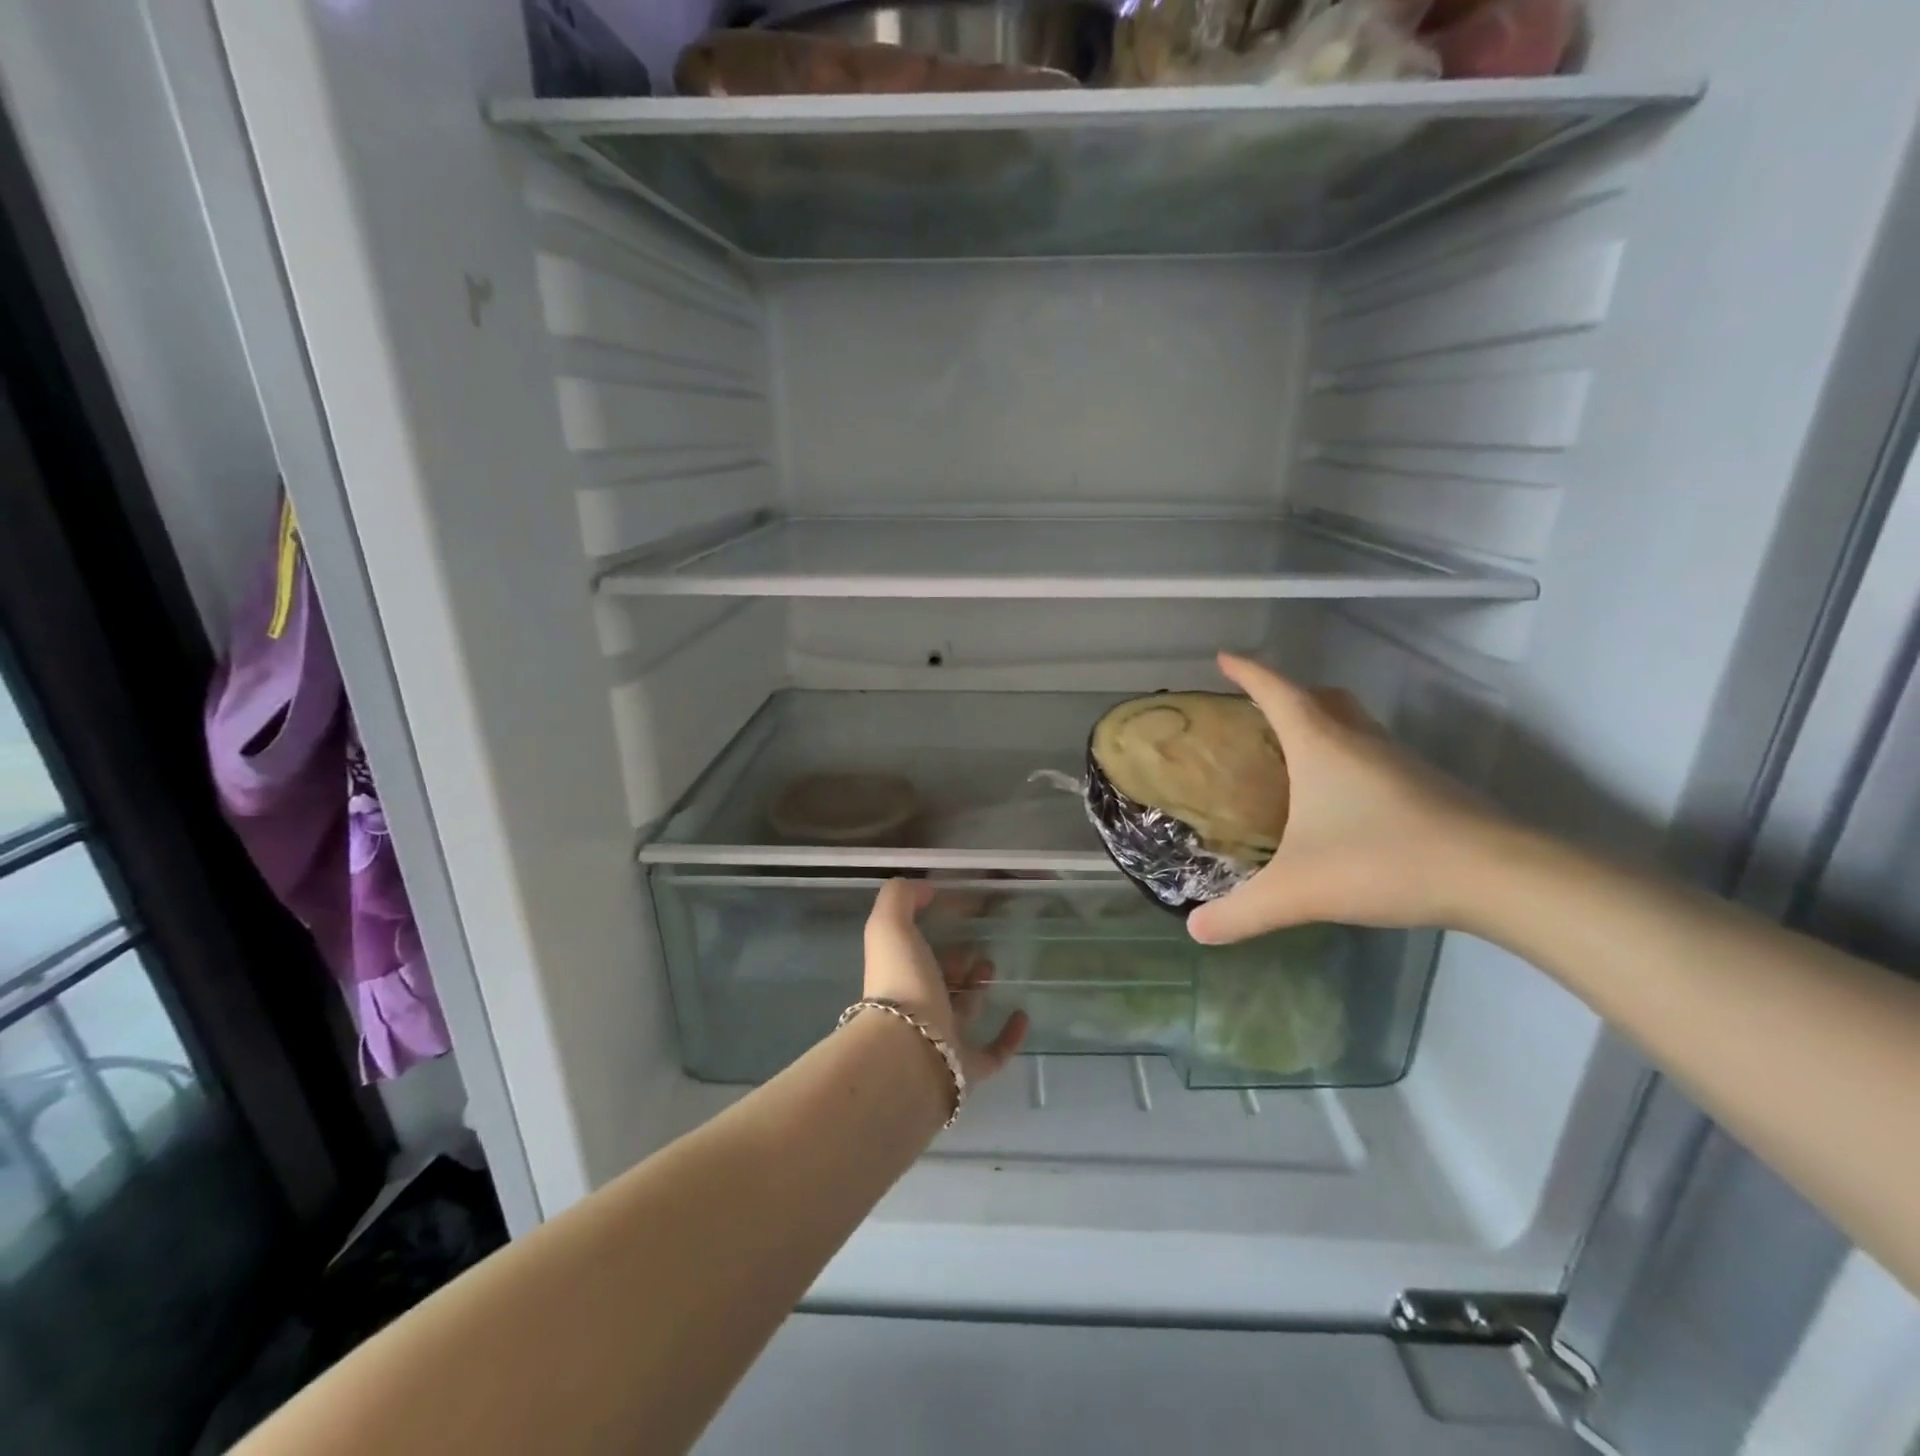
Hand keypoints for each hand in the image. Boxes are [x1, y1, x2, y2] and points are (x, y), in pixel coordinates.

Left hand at [863, 880, 1028, 1082]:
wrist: (910, 1051)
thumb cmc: (902, 982)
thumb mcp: (890, 926)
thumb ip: (899, 898)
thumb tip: (923, 888)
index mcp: (901, 976)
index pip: (918, 952)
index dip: (935, 934)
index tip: (960, 915)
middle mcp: (919, 1009)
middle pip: (941, 981)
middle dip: (958, 961)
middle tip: (981, 945)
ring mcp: (944, 1040)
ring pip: (964, 1012)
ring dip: (979, 989)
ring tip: (994, 966)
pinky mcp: (969, 1067)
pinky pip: (994, 1052)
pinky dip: (1010, 1035)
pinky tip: (1022, 1014)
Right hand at [1187, 653, 1509, 945]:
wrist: (1498, 877)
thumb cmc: (1383, 861)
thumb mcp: (1298, 891)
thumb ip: (1242, 911)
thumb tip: (1195, 930)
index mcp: (1321, 745)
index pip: (1277, 693)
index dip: (1248, 673)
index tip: (1224, 658)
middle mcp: (1361, 741)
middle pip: (1323, 698)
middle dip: (1291, 694)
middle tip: (1264, 711)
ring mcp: (1401, 762)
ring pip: (1356, 725)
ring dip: (1326, 726)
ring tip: (1299, 756)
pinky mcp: (1429, 787)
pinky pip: (1377, 755)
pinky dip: (1352, 759)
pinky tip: (1346, 802)